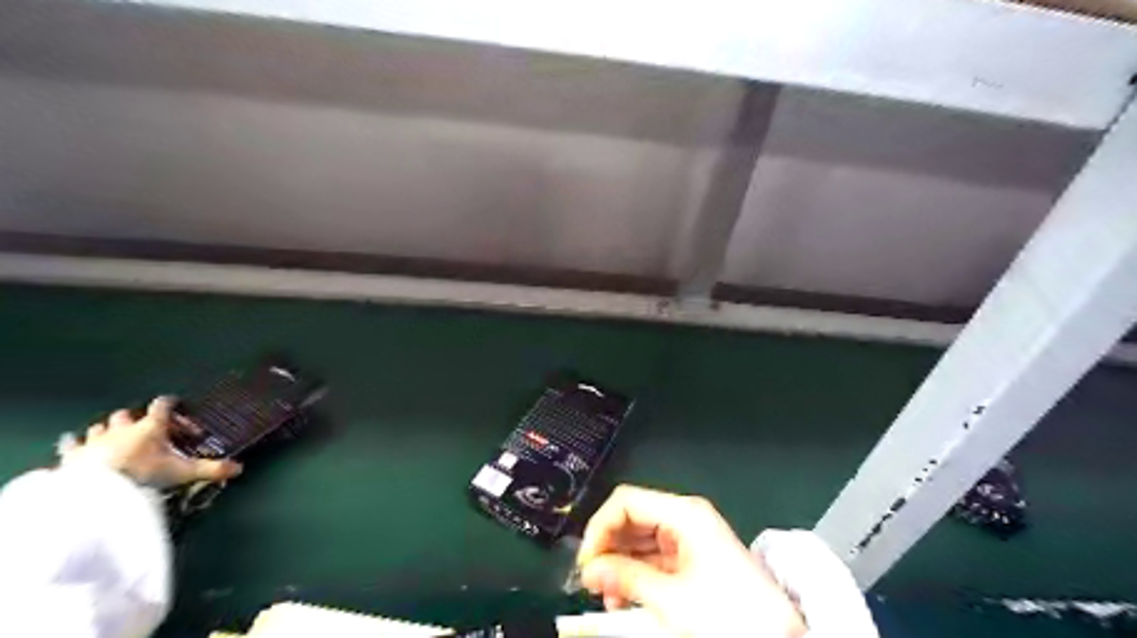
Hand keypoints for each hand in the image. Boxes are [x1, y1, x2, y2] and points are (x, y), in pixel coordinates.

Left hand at [63, 393, 241, 488]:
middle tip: (146, 431)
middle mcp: (122, 428)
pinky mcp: (72, 455)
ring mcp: (95, 440)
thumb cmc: (144, 474)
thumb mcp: (184, 472)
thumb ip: (211, 469)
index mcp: (151, 426)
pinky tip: (75, 445)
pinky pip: (71, 444)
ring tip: (114, 438)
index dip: (170, 404)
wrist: (97, 490)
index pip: (162, 405)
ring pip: (100, 426)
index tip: (176, 406)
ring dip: (107, 430)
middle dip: (136, 419)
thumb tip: (239, 468)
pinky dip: (75, 444)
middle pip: (127, 414)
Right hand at [579, 484, 806, 637]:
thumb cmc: (728, 612)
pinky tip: (625, 597)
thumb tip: (589, 569)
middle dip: (608, 549)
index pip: (626, 501)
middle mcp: (685, 518)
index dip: (600, 527)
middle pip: (632, 519)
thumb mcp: (671, 597)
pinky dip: (636, 575)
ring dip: (619, 565)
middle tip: (592, 582)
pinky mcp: (693, 559)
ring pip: (640, 540)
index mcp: (683, 513)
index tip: (586, 561)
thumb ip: (625, 577)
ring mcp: (689, 539)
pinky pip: (653, 559)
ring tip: (608, 596)